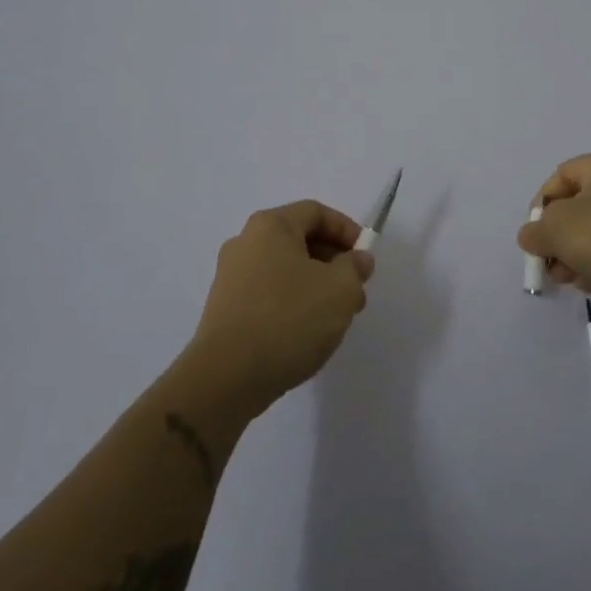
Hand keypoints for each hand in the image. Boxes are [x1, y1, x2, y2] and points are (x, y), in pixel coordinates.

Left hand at [186, 200, 374, 412]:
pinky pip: (268, 294)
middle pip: (300, 240)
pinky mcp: (225, 310)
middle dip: (334, 262)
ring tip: (336, 317)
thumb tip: (357, 260)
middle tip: (356, 290)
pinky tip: (307, 332)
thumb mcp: (340, 289)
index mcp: (270, 226)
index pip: (316, 212)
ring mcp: (231, 277)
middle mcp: (245, 243)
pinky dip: (293, 303)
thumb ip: (355, 268)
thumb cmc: (289, 318)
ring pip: (285, 270)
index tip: (366, 257)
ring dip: (316, 285)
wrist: (227, 378)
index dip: (347, 230)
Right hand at [518, 149, 590, 315]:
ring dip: (578, 253)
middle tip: (550, 262)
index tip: (535, 234)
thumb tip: (532, 236)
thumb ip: (534, 231)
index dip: (541, 204)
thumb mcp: (555, 230)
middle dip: (559, 236)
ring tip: (569, 279)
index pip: (561, 176)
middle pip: (581, 205)